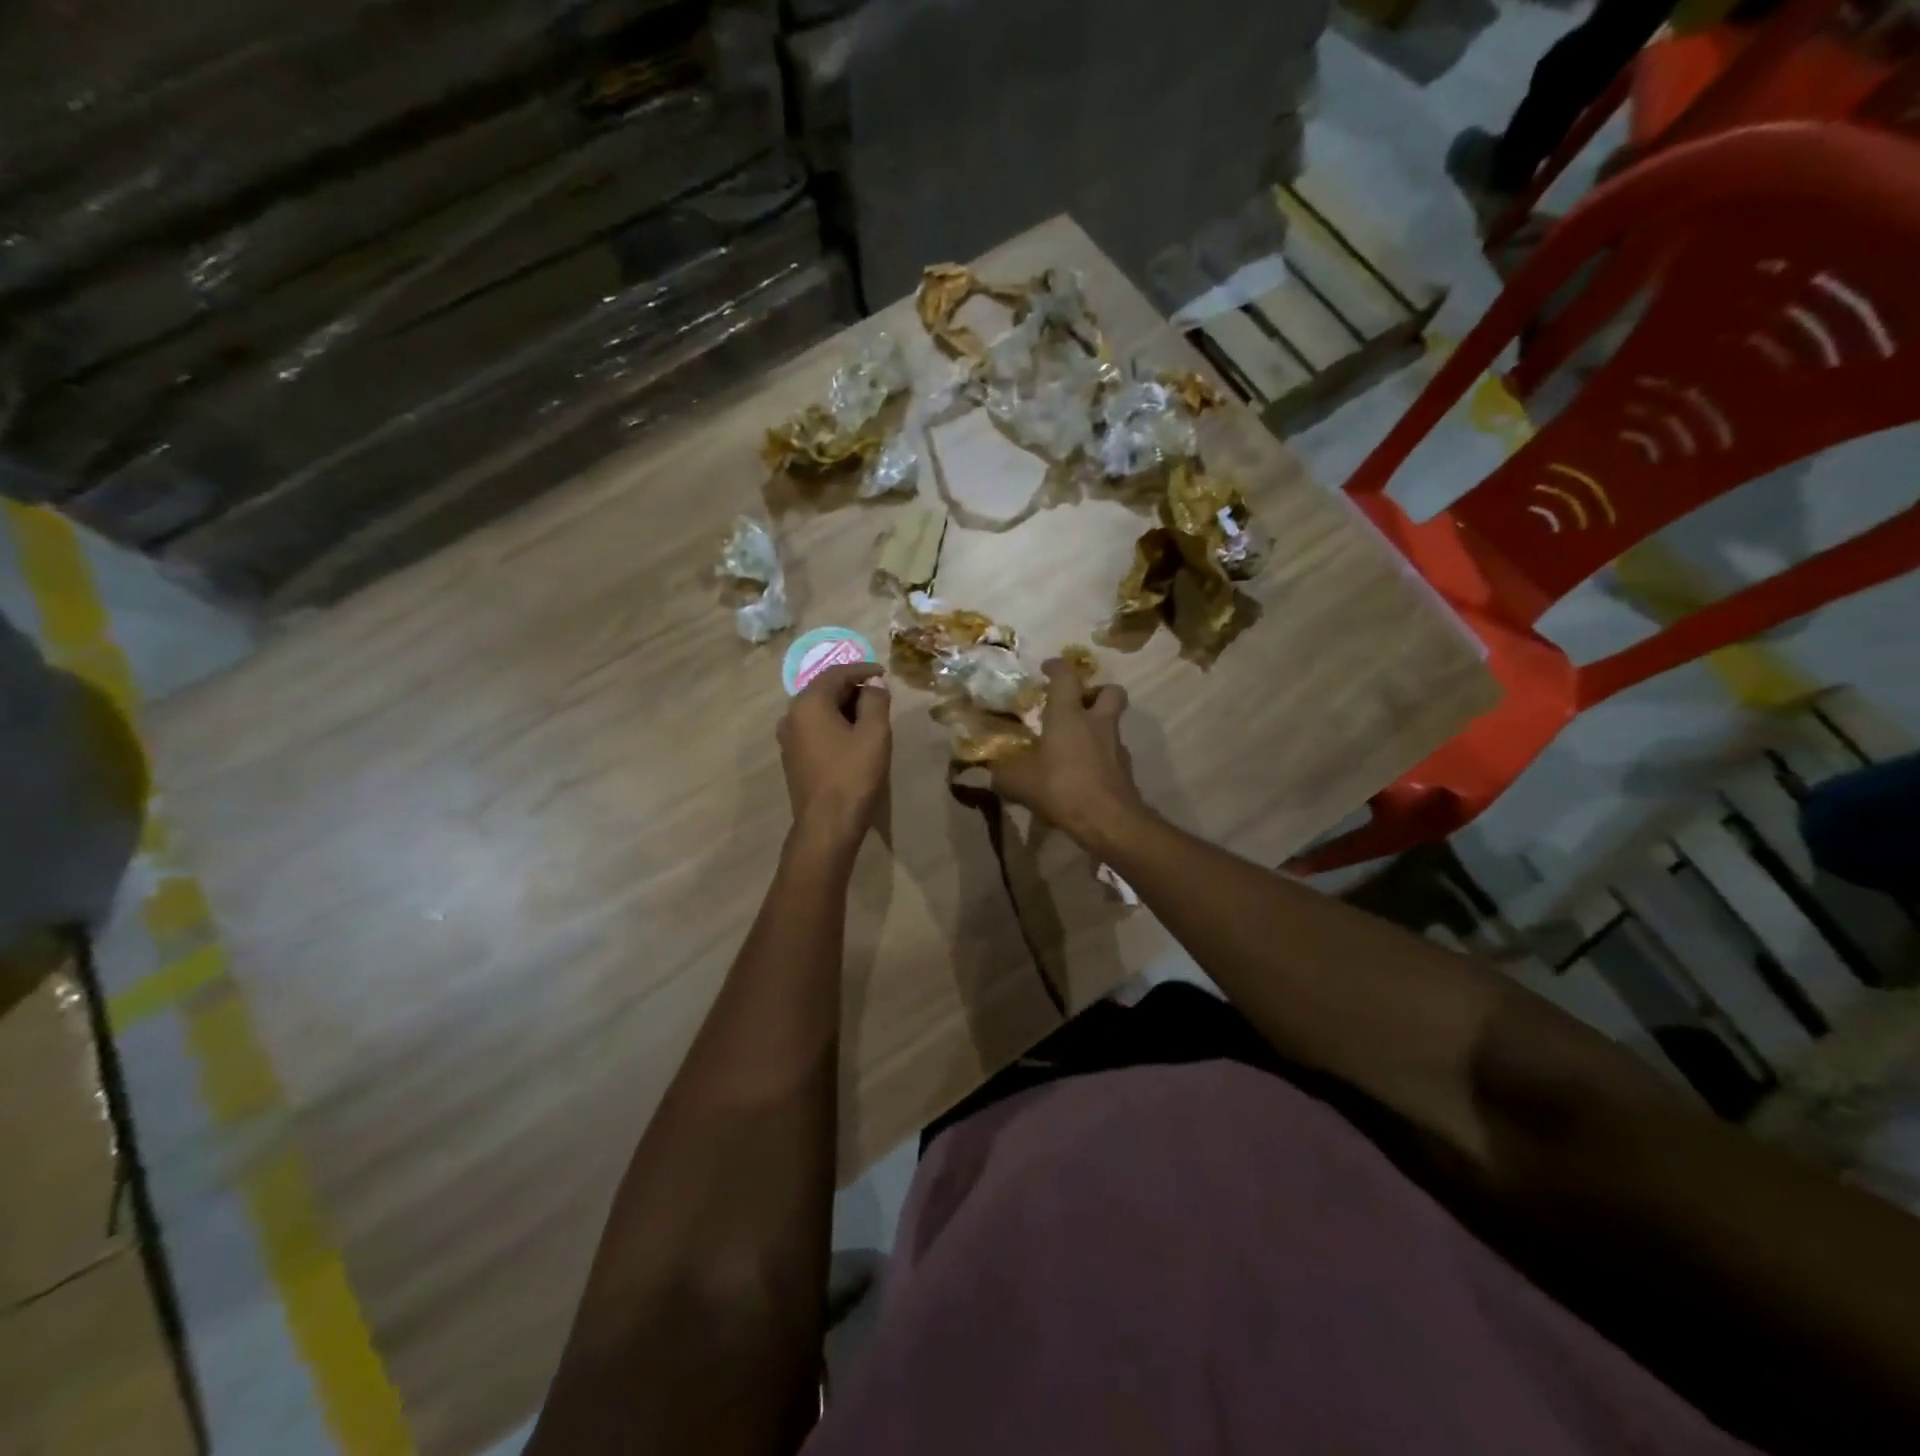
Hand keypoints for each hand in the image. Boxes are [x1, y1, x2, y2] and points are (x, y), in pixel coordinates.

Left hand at [778, 662, 891, 851]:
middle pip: (824, 690)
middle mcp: (791, 716)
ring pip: (818, 711)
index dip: (862, 670)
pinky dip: (834, 725)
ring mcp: (788, 739)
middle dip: (853, 688)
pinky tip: (853, 737)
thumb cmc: (853, 775)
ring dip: (844, 708)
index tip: (884, 673)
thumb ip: (875, 701)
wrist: (827, 825)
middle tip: (880, 695)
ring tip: (870, 715)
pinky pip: (814, 729)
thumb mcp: (874, 734)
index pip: (836, 673)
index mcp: (808, 703)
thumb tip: (873, 684)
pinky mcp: (793, 758)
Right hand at [990, 659, 1146, 851]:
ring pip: (1113, 722)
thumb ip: (1001, 772)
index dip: (1056, 667)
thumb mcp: (1018, 781)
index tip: (1047, 668)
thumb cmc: (1060, 788)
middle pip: (1109, 691)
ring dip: (1098, 725)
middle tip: (1078, 704)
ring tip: (1076, 742)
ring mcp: (1115, 745)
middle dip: (1095, 691)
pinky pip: (1113, 752)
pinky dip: (1101, 755)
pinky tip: (1084, 771)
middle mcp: (1096, 722)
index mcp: (1068, 714)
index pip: (1066, 676)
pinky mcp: (1125, 769)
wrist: (1108, 820)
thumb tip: (987, 769)